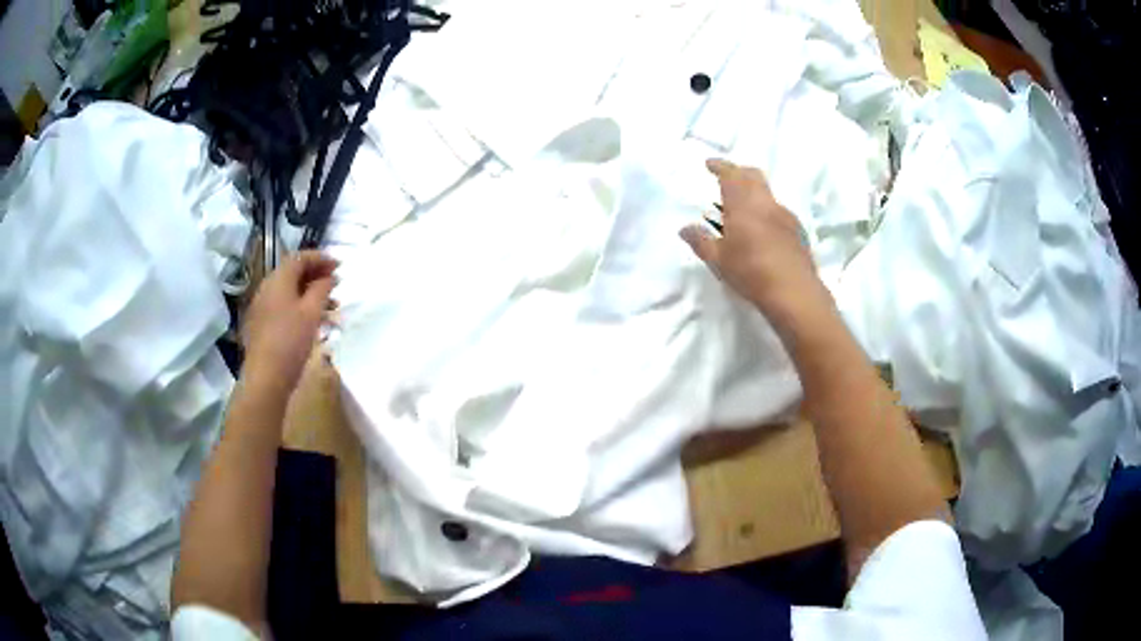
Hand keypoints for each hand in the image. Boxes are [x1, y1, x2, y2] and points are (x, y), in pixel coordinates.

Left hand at [242, 251, 337, 391]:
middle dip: (316, 275)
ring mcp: (262, 306)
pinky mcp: (262, 324)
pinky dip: (300, 306)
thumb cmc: (290, 341)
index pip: (300, 257)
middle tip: (336, 283)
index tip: (339, 266)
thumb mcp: (311, 312)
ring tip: (331, 306)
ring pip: (289, 291)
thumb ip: (322, 289)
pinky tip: (313, 321)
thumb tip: (329, 276)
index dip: (321, 258)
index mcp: (278, 279)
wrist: (266, 377)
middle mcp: (267, 287)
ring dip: (310, 293)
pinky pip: (283, 306)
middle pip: (293, 273)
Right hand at [681, 159, 830, 328]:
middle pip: (753, 176)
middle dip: (738, 172)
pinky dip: (766, 210)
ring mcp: (785, 215)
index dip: (719, 166)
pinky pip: (778, 211)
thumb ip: (700, 241)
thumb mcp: (718, 260)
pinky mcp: (797, 230)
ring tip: (741, 209)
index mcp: (743, 204)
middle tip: (727, 179)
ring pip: (766, 193)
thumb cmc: (750, 272)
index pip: (731, 174)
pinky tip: (762, 229)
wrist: (793, 292)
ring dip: (753, 193)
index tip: (709, 164)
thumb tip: (685, 229)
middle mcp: (766, 203)